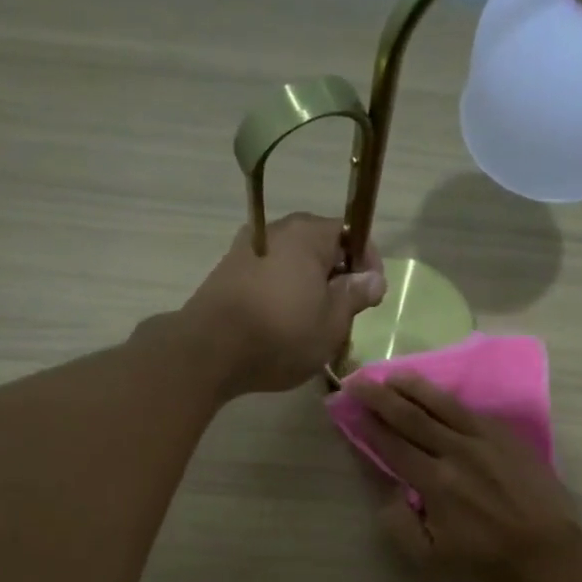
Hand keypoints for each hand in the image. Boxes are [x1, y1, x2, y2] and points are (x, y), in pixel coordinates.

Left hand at [179, 213, 384, 395]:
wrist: (209, 350)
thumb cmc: (281, 334)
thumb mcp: (332, 322)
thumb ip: (354, 295)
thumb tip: (372, 277)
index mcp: (307, 234)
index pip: (350, 233)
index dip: (367, 263)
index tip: (370, 297)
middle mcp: (276, 230)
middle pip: (319, 247)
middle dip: (336, 277)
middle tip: (344, 315)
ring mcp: (247, 249)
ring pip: (292, 263)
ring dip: (308, 287)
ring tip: (313, 325)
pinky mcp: (227, 273)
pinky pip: (268, 277)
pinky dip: (282, 294)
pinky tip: (282, 325)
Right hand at [347, 373, 581, 581]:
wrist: (546, 551)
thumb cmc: (485, 559)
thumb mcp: (430, 556)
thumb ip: (399, 524)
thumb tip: (386, 494)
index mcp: (435, 482)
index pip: (393, 445)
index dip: (369, 425)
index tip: (351, 408)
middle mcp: (457, 452)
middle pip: (412, 417)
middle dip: (381, 397)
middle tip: (360, 379)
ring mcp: (486, 439)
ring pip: (443, 405)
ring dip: (415, 388)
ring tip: (394, 375)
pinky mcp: (508, 436)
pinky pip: (472, 411)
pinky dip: (449, 400)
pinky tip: (437, 394)